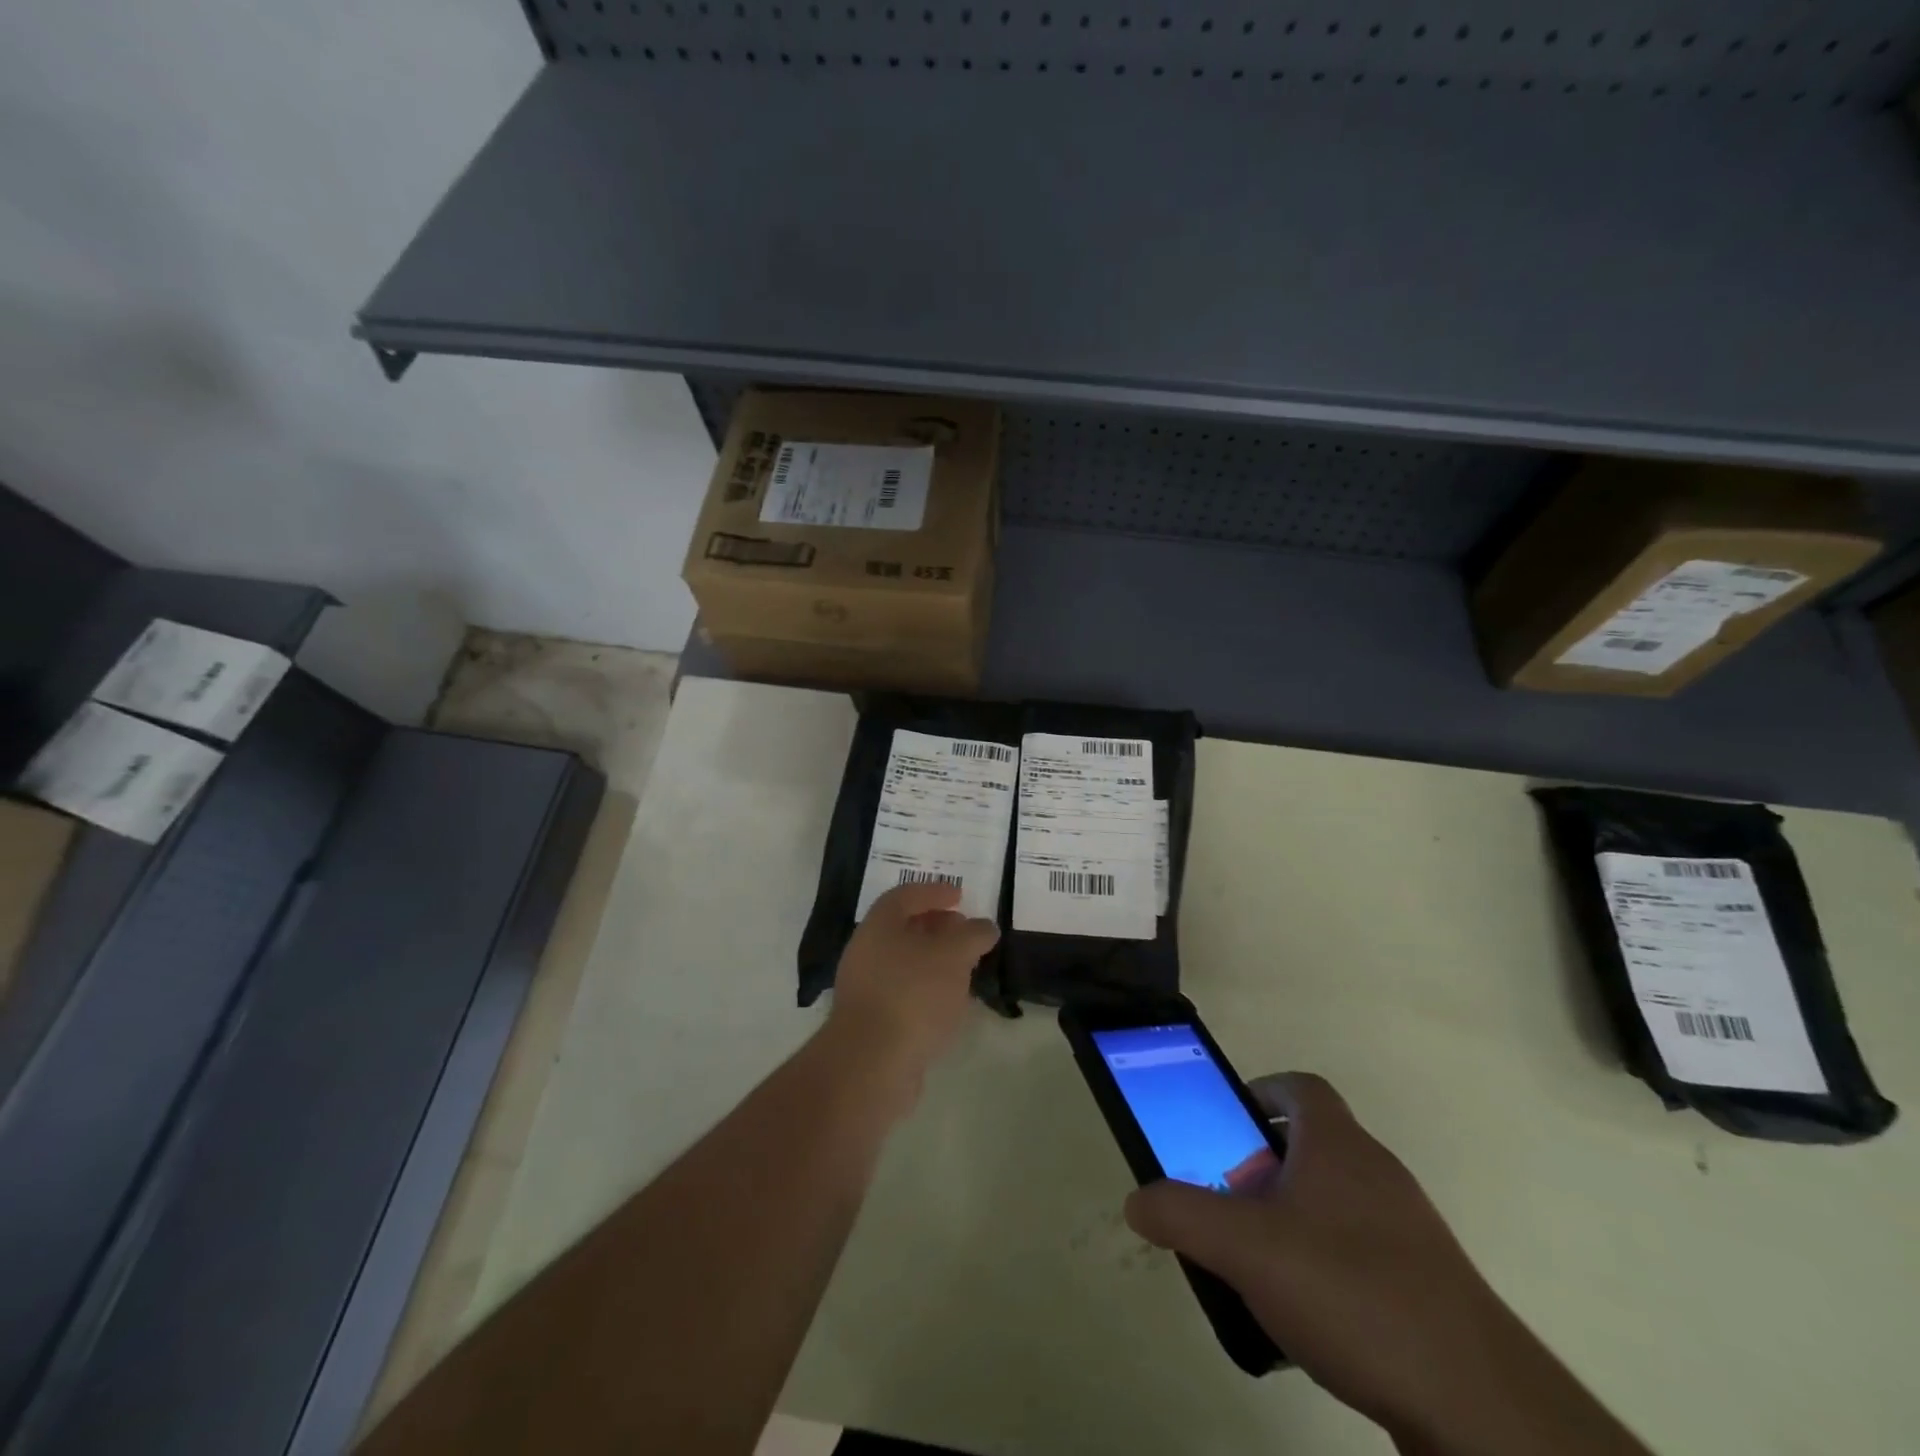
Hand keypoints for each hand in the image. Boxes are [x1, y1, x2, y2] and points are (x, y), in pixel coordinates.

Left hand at [826, 881, 998, 1098]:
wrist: (872, 1063)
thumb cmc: (913, 994)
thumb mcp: (953, 955)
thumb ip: (972, 935)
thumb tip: (985, 927)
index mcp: (879, 925)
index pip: (905, 895)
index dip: (934, 891)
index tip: (960, 896)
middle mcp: (866, 951)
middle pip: (903, 928)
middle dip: (936, 926)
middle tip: (965, 931)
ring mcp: (866, 988)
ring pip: (904, 963)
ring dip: (933, 960)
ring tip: (965, 968)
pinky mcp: (872, 1022)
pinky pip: (903, 993)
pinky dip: (927, 989)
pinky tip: (949, 1003)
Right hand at [1124, 1074, 1648, 1455]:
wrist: (1478, 1405)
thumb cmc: (1351, 1291)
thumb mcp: (1244, 1247)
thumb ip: (1181, 1215)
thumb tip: (1137, 1200)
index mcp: (1338, 1144)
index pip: (1299, 1087)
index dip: (1259, 1093)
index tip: (1226, 1125)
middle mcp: (1376, 1172)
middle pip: (1311, 1145)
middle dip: (1262, 1166)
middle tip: (1227, 1202)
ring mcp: (1408, 1230)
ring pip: (1334, 1201)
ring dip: (1292, 1219)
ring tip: (1258, 1264)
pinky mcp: (1427, 1286)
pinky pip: (1361, 1253)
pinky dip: (1326, 1266)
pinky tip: (1307, 1317)